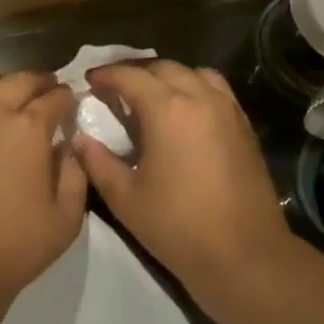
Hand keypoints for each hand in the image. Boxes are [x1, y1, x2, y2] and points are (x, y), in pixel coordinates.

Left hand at [0, 72, 86, 319]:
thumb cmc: (16, 245)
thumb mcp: (68, 217)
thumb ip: (75, 173)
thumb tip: (67, 145)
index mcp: (29, 128)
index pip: (55, 98)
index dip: (66, 97)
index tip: (70, 102)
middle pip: (18, 81)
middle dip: (37, 82)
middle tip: (44, 92)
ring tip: (1, 101)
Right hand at [72, 61, 292, 312]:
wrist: (245, 255)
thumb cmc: (178, 227)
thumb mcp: (125, 198)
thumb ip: (97, 162)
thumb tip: (77, 138)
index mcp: (167, 109)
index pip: (130, 76)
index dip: (106, 75)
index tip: (89, 80)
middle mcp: (200, 97)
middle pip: (163, 68)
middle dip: (135, 71)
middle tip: (114, 87)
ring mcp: (227, 109)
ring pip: (194, 73)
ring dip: (168, 76)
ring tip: (151, 95)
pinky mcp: (244, 126)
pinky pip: (216, 90)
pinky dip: (195, 88)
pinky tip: (184, 112)